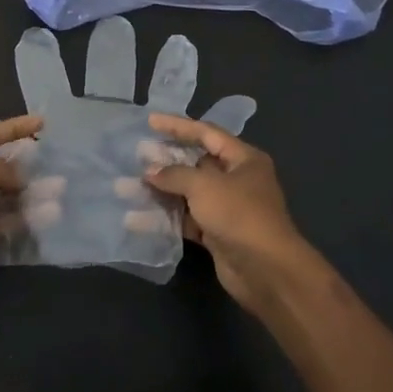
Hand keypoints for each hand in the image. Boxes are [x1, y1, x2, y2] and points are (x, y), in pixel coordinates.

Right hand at [143, 113, 324, 313]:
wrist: (265, 270)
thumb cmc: (238, 214)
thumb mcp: (204, 186)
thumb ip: (174, 174)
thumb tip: (150, 172)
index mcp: (243, 159)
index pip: (206, 133)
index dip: (177, 126)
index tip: (150, 121)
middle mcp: (236, 179)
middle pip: (195, 163)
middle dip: (165, 161)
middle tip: (136, 155)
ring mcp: (226, 208)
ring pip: (187, 193)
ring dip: (160, 192)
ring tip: (127, 188)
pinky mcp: (216, 233)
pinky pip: (186, 219)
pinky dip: (164, 218)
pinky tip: (137, 219)